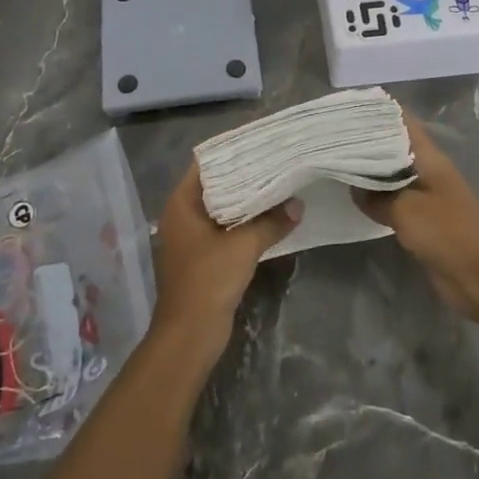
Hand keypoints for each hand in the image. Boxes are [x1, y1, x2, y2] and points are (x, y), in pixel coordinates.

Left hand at [150, 163, 299, 366]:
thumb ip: (271, 222)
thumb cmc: (208, 280)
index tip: (259, 143)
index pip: (205, 165)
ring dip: (245, 201)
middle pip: (214, 186)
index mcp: (181, 204)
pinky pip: (224, 230)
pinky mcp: (201, 258)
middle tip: (275, 162)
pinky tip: (269, 218)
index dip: (231, 153)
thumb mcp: (244, 246)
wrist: (189, 334)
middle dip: (243, 176)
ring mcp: (190, 238)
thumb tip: (297, 206)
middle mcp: (181, 216)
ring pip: (221, 209)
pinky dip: (243, 223)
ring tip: (278, 185)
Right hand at [354, 113, 478, 317]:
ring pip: (393, 172)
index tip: (347, 108)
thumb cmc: (446, 233)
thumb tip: (354, 187)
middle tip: (333, 137)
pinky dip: (376, 195)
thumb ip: (376, 196)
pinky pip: (395, 198)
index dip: (378, 111)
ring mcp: (427, 194)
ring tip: (336, 161)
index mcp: (430, 158)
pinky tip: (354, 196)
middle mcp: (429, 169)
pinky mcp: (424, 218)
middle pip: (395, 145)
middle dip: (367, 140)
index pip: (403, 121)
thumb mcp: (405, 211)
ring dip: (370, 168)